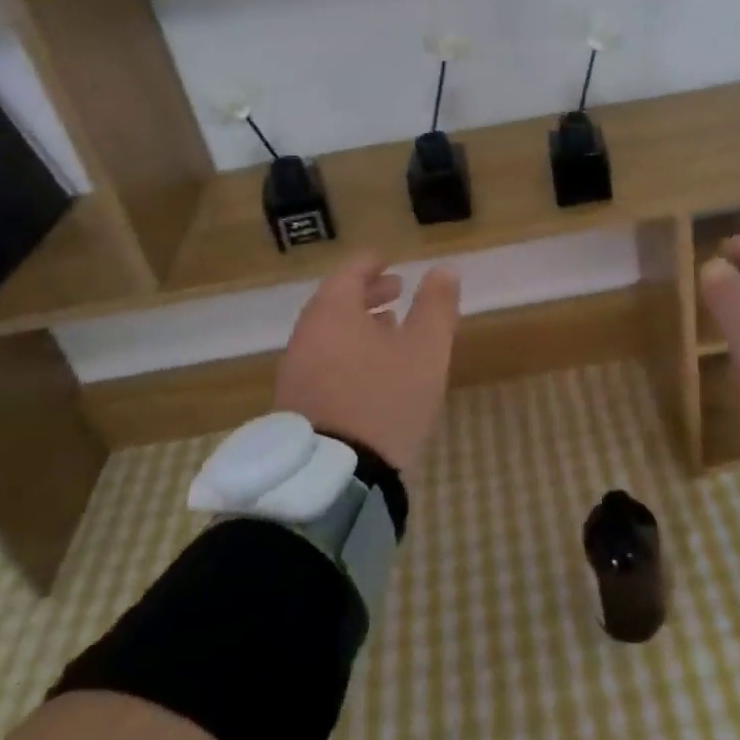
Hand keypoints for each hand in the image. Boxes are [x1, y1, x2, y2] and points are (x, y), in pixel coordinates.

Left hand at [273, 252, 461, 481]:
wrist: (335, 478)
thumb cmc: (385, 399)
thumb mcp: (425, 349)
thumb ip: (436, 306)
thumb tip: (444, 270)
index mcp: (333, 312)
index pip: (350, 271)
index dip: (372, 263)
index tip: (391, 261)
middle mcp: (306, 336)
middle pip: (336, 301)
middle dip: (368, 293)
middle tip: (397, 291)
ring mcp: (295, 372)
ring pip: (329, 333)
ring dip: (358, 324)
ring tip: (389, 329)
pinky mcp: (295, 405)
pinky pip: (322, 361)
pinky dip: (347, 351)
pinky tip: (370, 371)